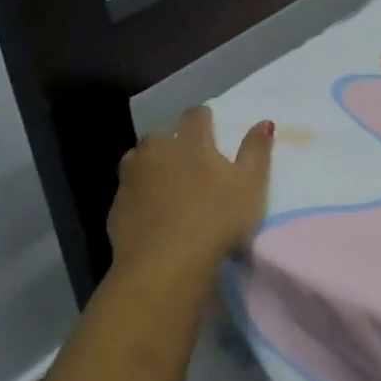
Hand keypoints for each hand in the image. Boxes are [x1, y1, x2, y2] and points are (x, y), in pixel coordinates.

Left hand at [106, 106, 273, 276]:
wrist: (165, 264)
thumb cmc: (217, 219)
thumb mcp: (250, 184)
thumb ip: (256, 150)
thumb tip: (264, 121)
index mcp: (190, 142)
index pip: (195, 115)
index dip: (204, 119)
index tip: (212, 128)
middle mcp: (155, 152)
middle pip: (160, 135)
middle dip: (172, 142)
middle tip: (189, 161)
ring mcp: (131, 178)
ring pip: (137, 159)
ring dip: (150, 165)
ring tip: (166, 183)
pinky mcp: (116, 207)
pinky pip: (128, 191)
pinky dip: (139, 194)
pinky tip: (151, 212)